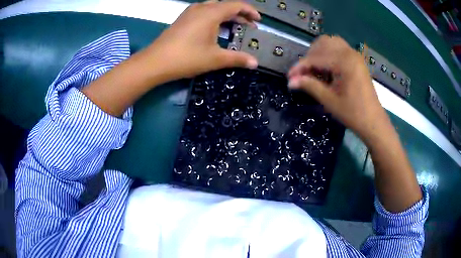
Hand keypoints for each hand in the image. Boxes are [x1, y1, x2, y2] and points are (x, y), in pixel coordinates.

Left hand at [144, 0, 259, 81]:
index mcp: (211, 13)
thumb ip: (237, 58)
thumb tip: (255, 63)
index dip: (250, 11)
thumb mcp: (215, 58)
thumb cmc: (187, 57)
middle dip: (240, 14)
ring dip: (226, 16)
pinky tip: (215, 30)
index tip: (258, 20)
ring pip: (214, 8)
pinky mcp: (183, 19)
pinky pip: (203, 13)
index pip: (236, 5)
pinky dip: (214, 18)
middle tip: (249, 26)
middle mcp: (201, 8)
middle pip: (225, 5)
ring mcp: (190, 13)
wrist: (155, 62)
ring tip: (235, 28)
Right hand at [287, 35, 387, 139]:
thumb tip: (291, 81)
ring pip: (331, 43)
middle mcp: (349, 53)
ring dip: (319, 52)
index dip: (300, 67)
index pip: (316, 58)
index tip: (289, 77)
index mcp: (344, 62)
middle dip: (310, 56)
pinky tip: (327, 68)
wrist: (373, 121)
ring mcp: (354, 55)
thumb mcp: (329, 101)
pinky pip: (339, 48)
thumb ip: (310, 86)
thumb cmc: (353, 113)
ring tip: (315, 69)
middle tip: (305, 73)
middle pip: (323, 43)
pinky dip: (329, 53)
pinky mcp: (357, 60)